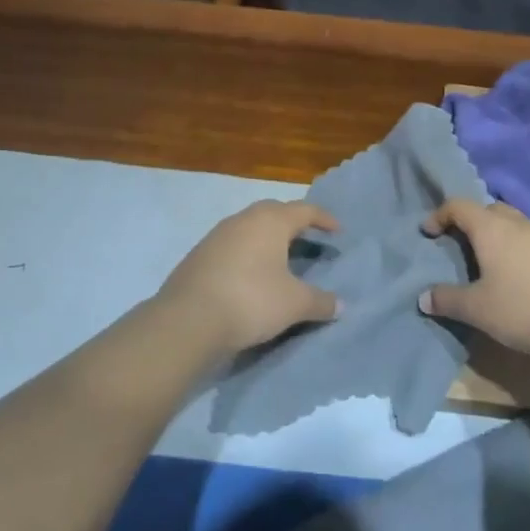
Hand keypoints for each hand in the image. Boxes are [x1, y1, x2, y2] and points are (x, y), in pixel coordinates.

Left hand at [155, 201, 340, 354]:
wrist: (188, 319)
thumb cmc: (251, 301)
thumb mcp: (294, 304)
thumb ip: (321, 302)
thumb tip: (341, 304)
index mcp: (270, 222)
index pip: (304, 210)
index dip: (324, 219)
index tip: (338, 231)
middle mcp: (243, 220)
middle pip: (273, 212)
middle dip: (292, 222)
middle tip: (307, 238)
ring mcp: (216, 235)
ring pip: (249, 227)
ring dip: (266, 238)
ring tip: (279, 258)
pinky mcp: (198, 255)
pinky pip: (231, 246)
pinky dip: (246, 254)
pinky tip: (249, 275)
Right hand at [420, 199, 529, 360]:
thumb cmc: (523, 309)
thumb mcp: (477, 309)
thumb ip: (447, 300)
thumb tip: (423, 297)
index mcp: (492, 228)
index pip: (458, 206)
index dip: (439, 215)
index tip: (428, 233)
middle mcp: (518, 223)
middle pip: (488, 209)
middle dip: (469, 222)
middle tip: (458, 245)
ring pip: (512, 223)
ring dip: (495, 234)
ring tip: (487, 261)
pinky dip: (516, 248)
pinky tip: (516, 275)